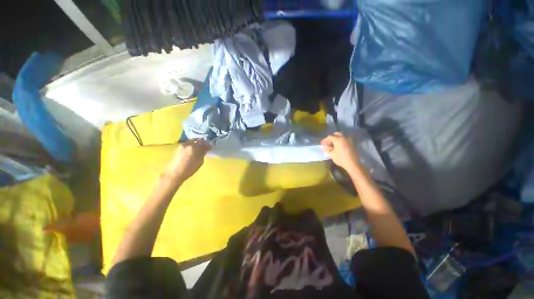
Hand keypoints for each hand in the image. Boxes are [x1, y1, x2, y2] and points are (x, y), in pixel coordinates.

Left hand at [164, 139, 210, 182]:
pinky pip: (186, 146)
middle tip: (205, 148)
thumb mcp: (200, 161)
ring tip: (198, 150)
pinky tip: (192, 153)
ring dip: (195, 145)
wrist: (174, 174)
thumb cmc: (189, 168)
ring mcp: (181, 146)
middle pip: (196, 141)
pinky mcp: (177, 149)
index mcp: (193, 146)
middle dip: (201, 143)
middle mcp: (187, 144)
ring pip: (191, 143)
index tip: (210, 147)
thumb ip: (203, 153)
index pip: (203, 142)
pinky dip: (191, 147)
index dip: (207, 144)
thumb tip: (207, 147)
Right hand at [321, 132, 360, 172]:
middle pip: (336, 134)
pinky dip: (340, 142)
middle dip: (330, 138)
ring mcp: (348, 140)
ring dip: (335, 140)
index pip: (329, 137)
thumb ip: (328, 149)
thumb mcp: (332, 154)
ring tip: (331, 145)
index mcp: (338, 139)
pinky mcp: (351, 144)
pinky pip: (344, 140)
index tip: (321, 144)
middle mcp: (344, 137)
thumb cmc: (340, 158)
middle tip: (327, 143)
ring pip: (340, 137)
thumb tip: (325, 147)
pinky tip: (337, 147)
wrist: (352, 164)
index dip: (324, 140)